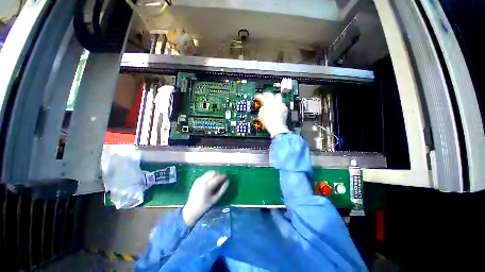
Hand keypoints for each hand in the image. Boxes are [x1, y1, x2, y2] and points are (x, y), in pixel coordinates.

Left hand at [182, 171, 228, 225]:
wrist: (191, 210)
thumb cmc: (204, 206)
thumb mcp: (215, 199)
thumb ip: (222, 190)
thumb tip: (228, 181)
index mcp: (207, 186)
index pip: (217, 177)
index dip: (223, 176)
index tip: (227, 177)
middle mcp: (202, 181)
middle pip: (213, 172)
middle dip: (218, 174)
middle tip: (222, 178)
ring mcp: (198, 180)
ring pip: (209, 173)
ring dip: (214, 174)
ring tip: (216, 180)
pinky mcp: (196, 181)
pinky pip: (205, 175)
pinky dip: (209, 176)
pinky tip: (210, 182)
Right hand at [255, 92, 288, 137]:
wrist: (277, 127)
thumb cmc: (268, 121)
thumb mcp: (260, 115)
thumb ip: (261, 109)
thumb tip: (263, 108)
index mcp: (267, 102)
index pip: (261, 96)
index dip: (258, 96)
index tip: (257, 97)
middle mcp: (275, 101)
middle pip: (270, 94)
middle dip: (266, 95)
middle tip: (264, 96)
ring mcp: (281, 104)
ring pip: (278, 96)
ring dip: (274, 98)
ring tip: (272, 100)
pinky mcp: (285, 109)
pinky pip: (282, 103)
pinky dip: (279, 104)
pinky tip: (277, 107)